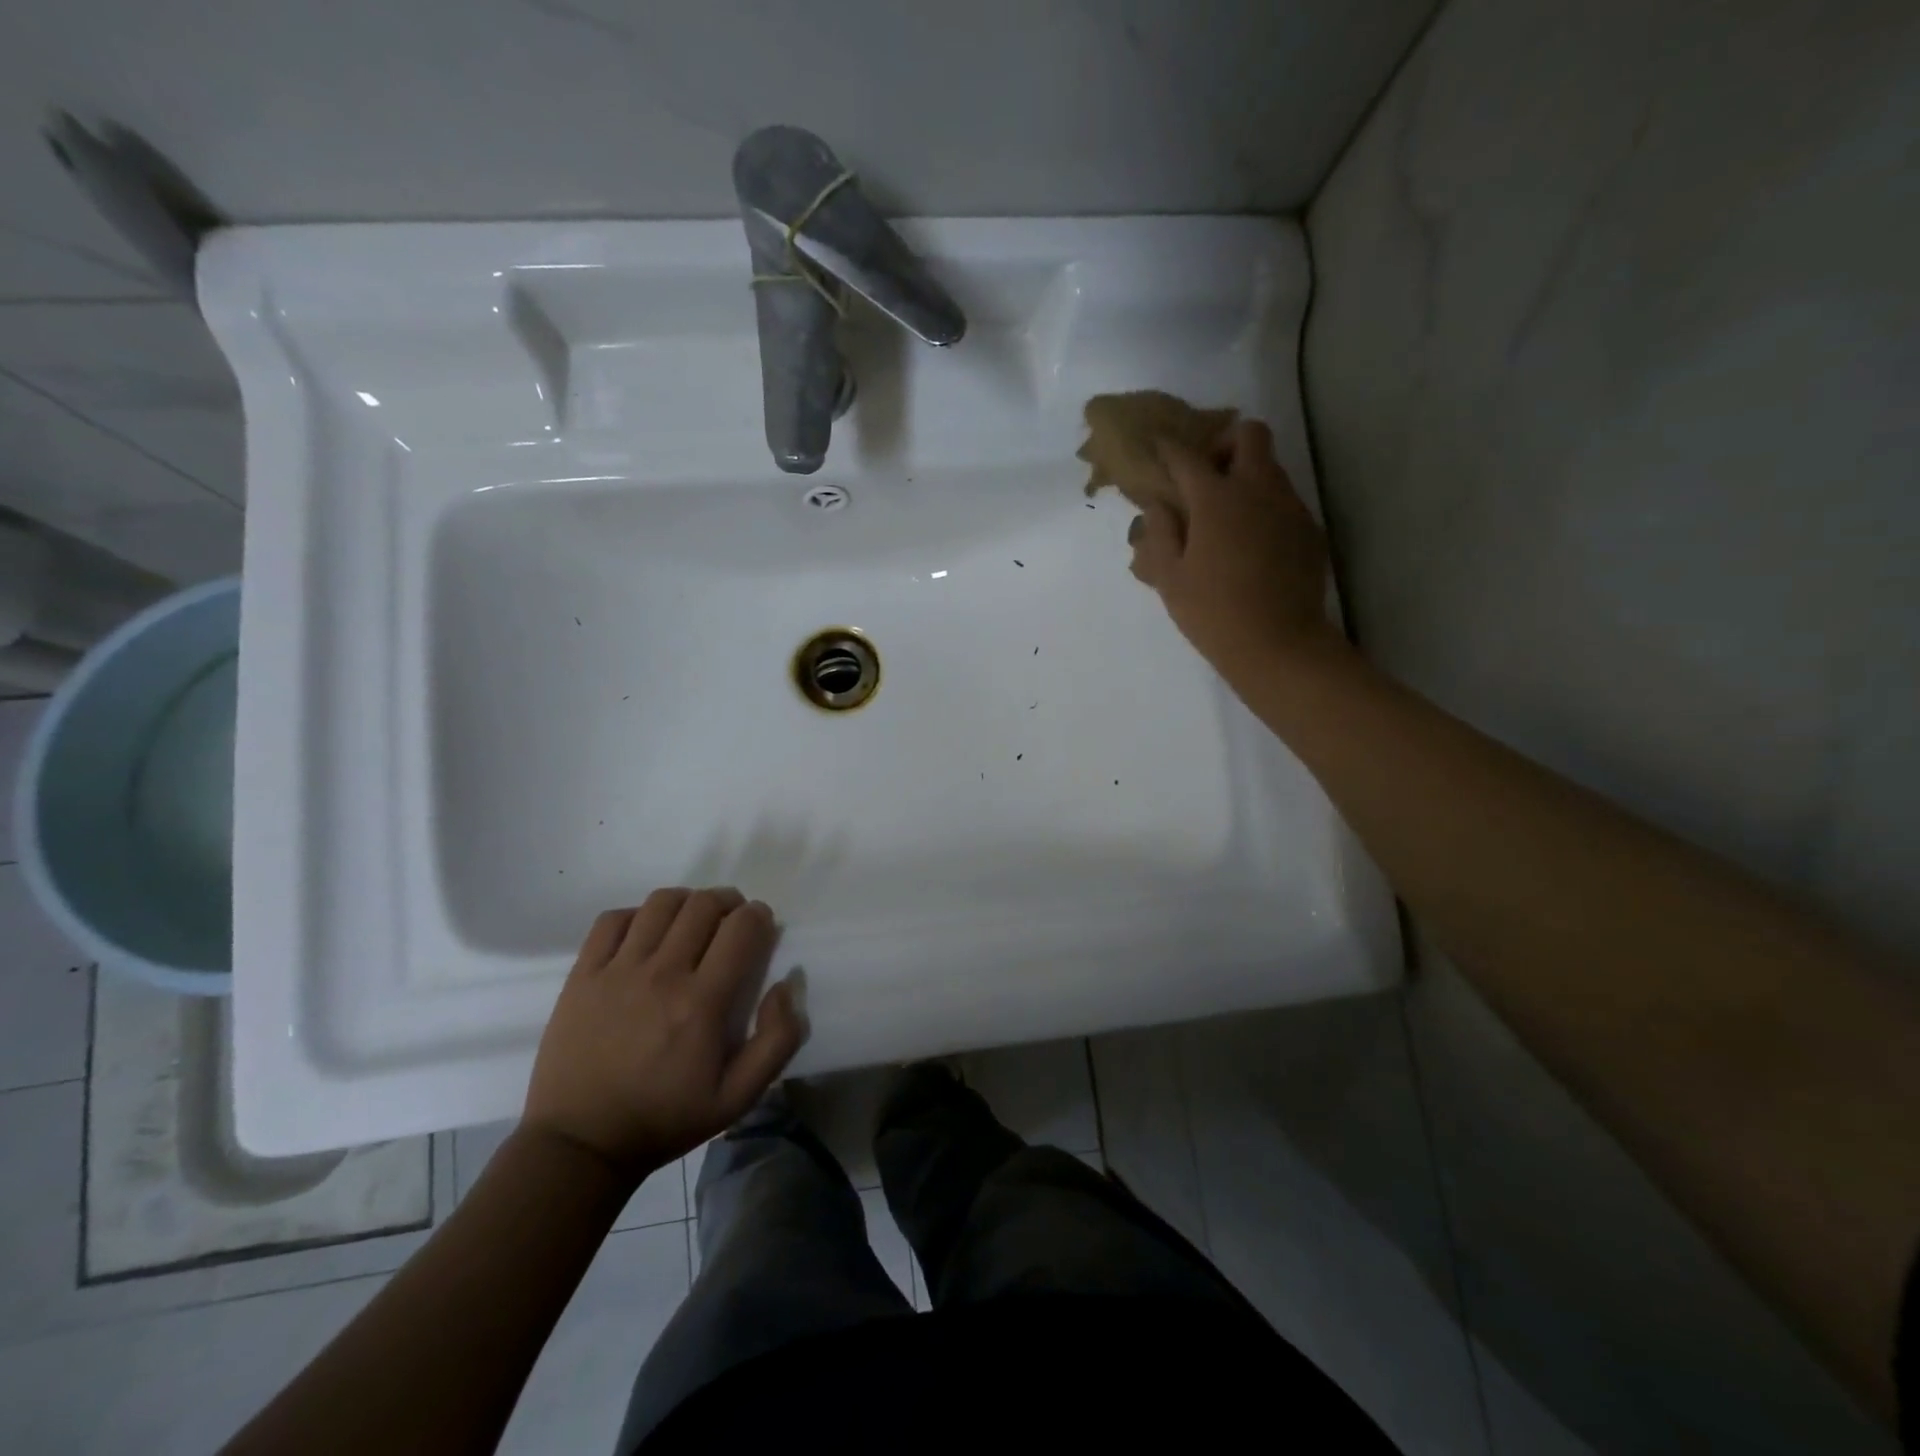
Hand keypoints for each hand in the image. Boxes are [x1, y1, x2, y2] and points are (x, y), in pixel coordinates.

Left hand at [522, 887, 805, 1181]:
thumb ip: (777, 1040)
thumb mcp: (738, 1098)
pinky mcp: (583, 974)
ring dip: (687, 902)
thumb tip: (786, 984)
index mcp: (703, 1002)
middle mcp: (662, 974)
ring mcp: (617, 970)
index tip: (761, 927)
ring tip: (692, 921)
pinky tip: (646, 934)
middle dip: (729, 903)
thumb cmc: (665, 1119)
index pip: (742, 927)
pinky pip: (613, 920)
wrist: (580, 1145)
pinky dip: (637, 915)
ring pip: (661, 903)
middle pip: (704, 905)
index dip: (759, 916)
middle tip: (731, 922)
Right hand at [1128, 419, 1347, 679]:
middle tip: (1205, 475)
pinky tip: (1250, 544)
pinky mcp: (1309, 529)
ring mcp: (1290, 507)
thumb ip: (1159, 533)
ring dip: (1245, 475)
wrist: (1279, 644)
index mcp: (1216, 498)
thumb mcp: (1169, 578)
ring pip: (1270, 467)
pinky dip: (1264, 506)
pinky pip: (1284, 500)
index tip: (1158, 449)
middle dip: (1224, 442)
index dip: (1169, 449)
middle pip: (1248, 434)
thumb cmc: (1212, 613)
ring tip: (1225, 515)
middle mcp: (1258, 489)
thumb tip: (1156, 503)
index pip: (1187, 457)